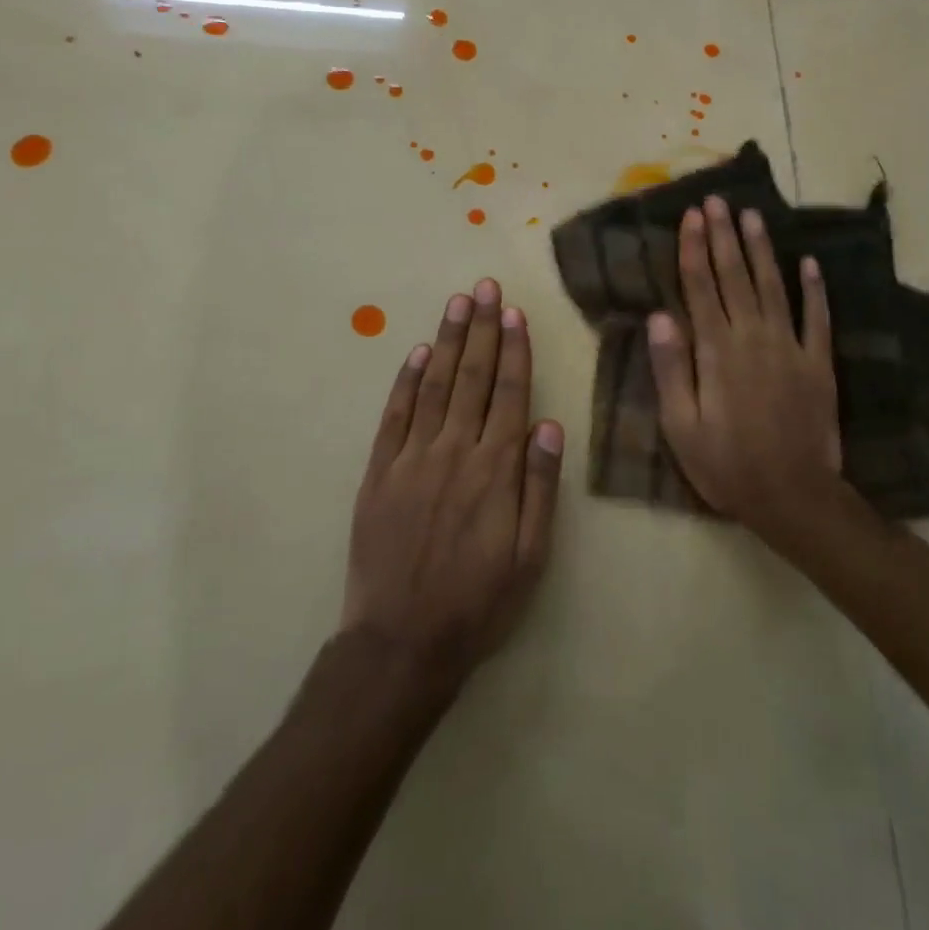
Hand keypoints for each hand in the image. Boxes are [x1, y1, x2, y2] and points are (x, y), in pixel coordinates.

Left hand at [340, 278, 563, 687]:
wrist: (402, 641)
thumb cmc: (478, 602)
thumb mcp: (531, 555)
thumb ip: (540, 486)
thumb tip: (549, 424)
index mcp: (496, 470)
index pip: (510, 394)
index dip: (514, 351)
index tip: (514, 313)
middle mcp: (454, 451)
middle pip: (473, 378)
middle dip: (482, 329)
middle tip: (485, 287)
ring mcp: (412, 459)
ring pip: (435, 386)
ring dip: (448, 341)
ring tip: (458, 303)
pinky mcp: (379, 473)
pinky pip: (395, 416)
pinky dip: (407, 381)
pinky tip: (419, 353)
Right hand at [648, 197, 847, 542]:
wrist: (793, 495)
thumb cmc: (726, 464)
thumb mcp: (681, 426)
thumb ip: (671, 369)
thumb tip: (659, 316)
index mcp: (716, 351)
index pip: (701, 287)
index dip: (694, 248)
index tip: (691, 216)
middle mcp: (753, 337)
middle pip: (735, 276)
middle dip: (724, 235)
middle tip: (717, 200)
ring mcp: (791, 347)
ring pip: (773, 286)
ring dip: (762, 249)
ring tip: (753, 215)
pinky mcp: (818, 363)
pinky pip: (817, 317)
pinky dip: (814, 288)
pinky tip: (809, 262)